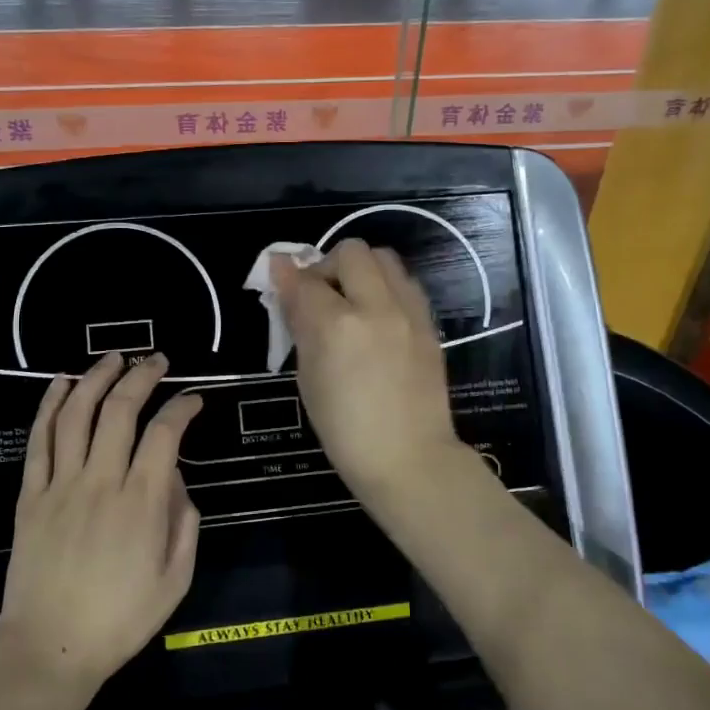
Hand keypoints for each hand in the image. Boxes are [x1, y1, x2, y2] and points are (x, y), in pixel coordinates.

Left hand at [0, 353, 202, 688]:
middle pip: (120, 411)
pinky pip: (40, 440)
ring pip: (77, 414)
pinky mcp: (31, 495)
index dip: (182, 407)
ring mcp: (61, 485)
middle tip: (156, 361)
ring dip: (96, 378)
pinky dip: (49, 406)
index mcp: (142, 502)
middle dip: (142, 377)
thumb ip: (185, 523)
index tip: (194, 399)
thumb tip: (176, 480)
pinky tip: (61, 383)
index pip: (165, 434)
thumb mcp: (176, 579)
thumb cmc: (120, 619)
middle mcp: (101, 481)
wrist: (49, 648)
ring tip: (113, 358)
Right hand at [271, 239, 466, 506]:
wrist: (409, 458)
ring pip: (385, 259)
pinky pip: (405, 284)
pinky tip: (377, 318)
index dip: (288, 278)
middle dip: (328, 265)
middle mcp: (377, 307)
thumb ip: (299, 322)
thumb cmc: (345, 430)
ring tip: (352, 303)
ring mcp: (409, 313)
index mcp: (338, 326)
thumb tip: (284, 279)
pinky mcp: (429, 324)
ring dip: (361, 270)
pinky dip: (385, 287)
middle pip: (352, 252)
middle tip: (321, 296)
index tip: (280, 281)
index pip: (306, 280)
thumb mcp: (308, 378)